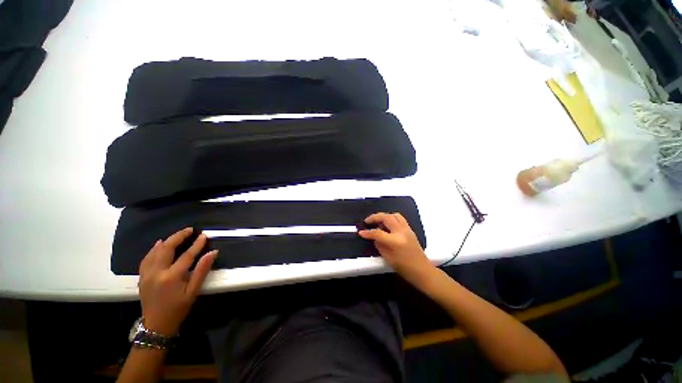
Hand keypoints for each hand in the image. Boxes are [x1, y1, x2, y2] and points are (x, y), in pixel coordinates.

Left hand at [138, 228, 216, 335]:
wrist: (156, 325)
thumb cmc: (178, 309)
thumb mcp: (193, 291)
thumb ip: (202, 271)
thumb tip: (212, 253)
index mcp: (171, 277)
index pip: (186, 255)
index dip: (196, 244)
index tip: (204, 235)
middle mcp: (156, 272)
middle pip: (167, 248)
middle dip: (178, 236)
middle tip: (189, 229)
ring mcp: (146, 274)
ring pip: (155, 251)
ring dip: (167, 241)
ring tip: (177, 235)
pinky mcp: (141, 277)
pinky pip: (147, 258)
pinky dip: (154, 249)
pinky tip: (158, 244)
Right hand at [358, 212, 434, 285]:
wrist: (422, 271)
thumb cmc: (404, 268)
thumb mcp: (388, 258)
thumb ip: (379, 245)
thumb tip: (374, 237)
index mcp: (395, 241)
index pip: (378, 233)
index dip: (368, 232)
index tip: (360, 232)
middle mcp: (401, 232)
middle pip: (387, 218)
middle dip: (375, 217)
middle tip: (367, 221)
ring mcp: (407, 229)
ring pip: (394, 215)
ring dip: (384, 216)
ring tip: (378, 221)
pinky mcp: (410, 230)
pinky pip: (400, 219)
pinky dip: (391, 218)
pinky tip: (387, 225)